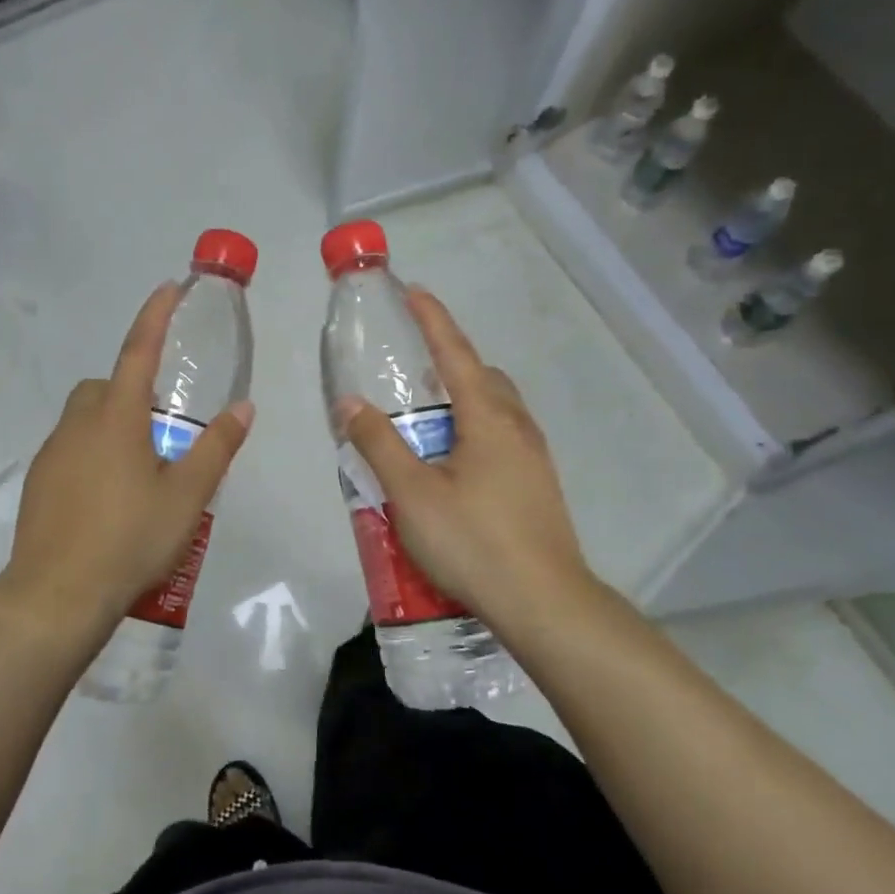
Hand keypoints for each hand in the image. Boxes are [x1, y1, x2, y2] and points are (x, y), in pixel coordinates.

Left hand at [0, 282, 252, 640]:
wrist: (58, 594)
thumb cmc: (130, 538)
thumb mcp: (187, 496)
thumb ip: (216, 447)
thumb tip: (244, 408)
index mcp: (117, 418)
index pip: (139, 351)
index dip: (155, 316)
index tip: (168, 288)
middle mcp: (78, 425)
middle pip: (105, 387)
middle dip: (131, 390)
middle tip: (161, 431)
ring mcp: (52, 454)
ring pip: (85, 420)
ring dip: (112, 426)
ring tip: (140, 473)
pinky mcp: (38, 484)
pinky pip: (70, 451)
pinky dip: (92, 456)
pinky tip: (110, 500)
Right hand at [334, 287, 591, 633]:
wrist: (544, 603)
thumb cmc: (474, 542)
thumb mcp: (412, 494)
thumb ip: (378, 444)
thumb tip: (350, 403)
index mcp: (488, 419)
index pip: (456, 353)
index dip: (433, 319)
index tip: (413, 290)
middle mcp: (517, 428)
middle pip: (484, 377)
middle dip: (451, 361)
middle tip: (413, 370)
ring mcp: (534, 458)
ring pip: (497, 409)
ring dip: (464, 399)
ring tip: (427, 419)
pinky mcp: (538, 486)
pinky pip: (503, 437)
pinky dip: (475, 429)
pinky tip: (453, 464)